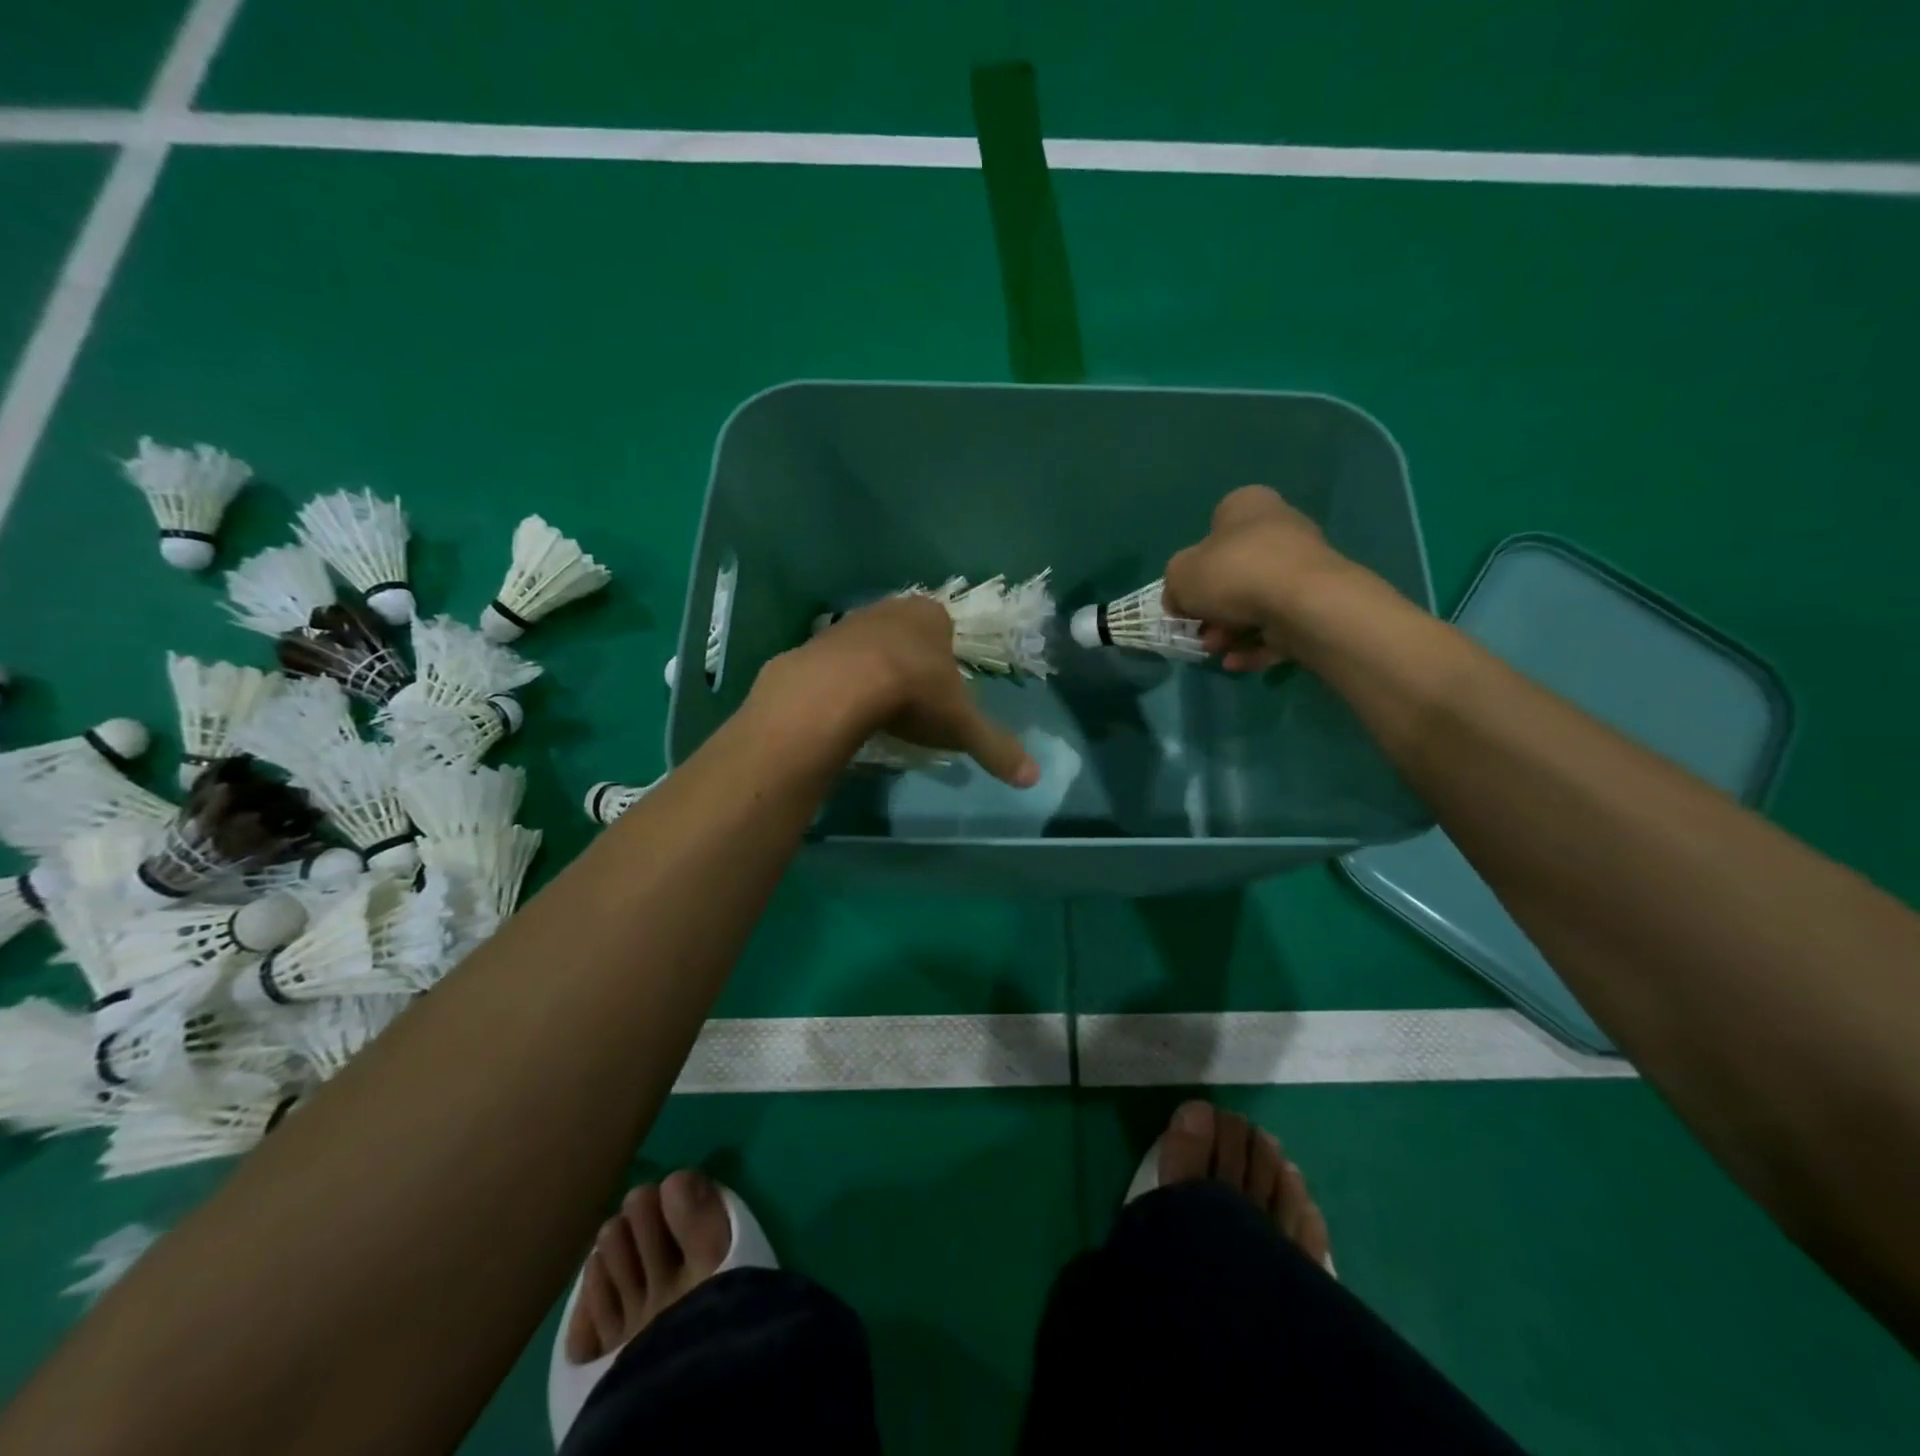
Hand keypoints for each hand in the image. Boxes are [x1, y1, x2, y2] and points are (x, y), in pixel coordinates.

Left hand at [756, 596, 1039, 786]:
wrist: (841, 687)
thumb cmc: (914, 694)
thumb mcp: (961, 725)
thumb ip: (994, 747)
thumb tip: (1033, 777)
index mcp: (931, 616)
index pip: (944, 626)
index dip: (945, 656)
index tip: (943, 686)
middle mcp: (891, 609)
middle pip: (905, 632)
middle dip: (909, 659)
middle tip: (912, 697)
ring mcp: (850, 623)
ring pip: (869, 643)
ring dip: (874, 668)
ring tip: (878, 706)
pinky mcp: (816, 643)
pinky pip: (836, 661)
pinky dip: (842, 680)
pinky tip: (845, 707)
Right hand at [1163, 485, 1354, 670]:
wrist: (1304, 603)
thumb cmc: (1234, 573)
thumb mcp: (1180, 575)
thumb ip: (1174, 586)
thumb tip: (1180, 602)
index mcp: (1248, 506)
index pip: (1215, 526)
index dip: (1195, 562)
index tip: (1186, 591)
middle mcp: (1279, 529)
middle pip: (1234, 571)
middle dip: (1212, 607)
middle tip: (1199, 630)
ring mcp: (1302, 567)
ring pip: (1255, 602)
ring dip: (1229, 630)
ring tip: (1217, 650)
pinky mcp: (1317, 602)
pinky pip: (1277, 624)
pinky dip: (1254, 644)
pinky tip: (1236, 662)